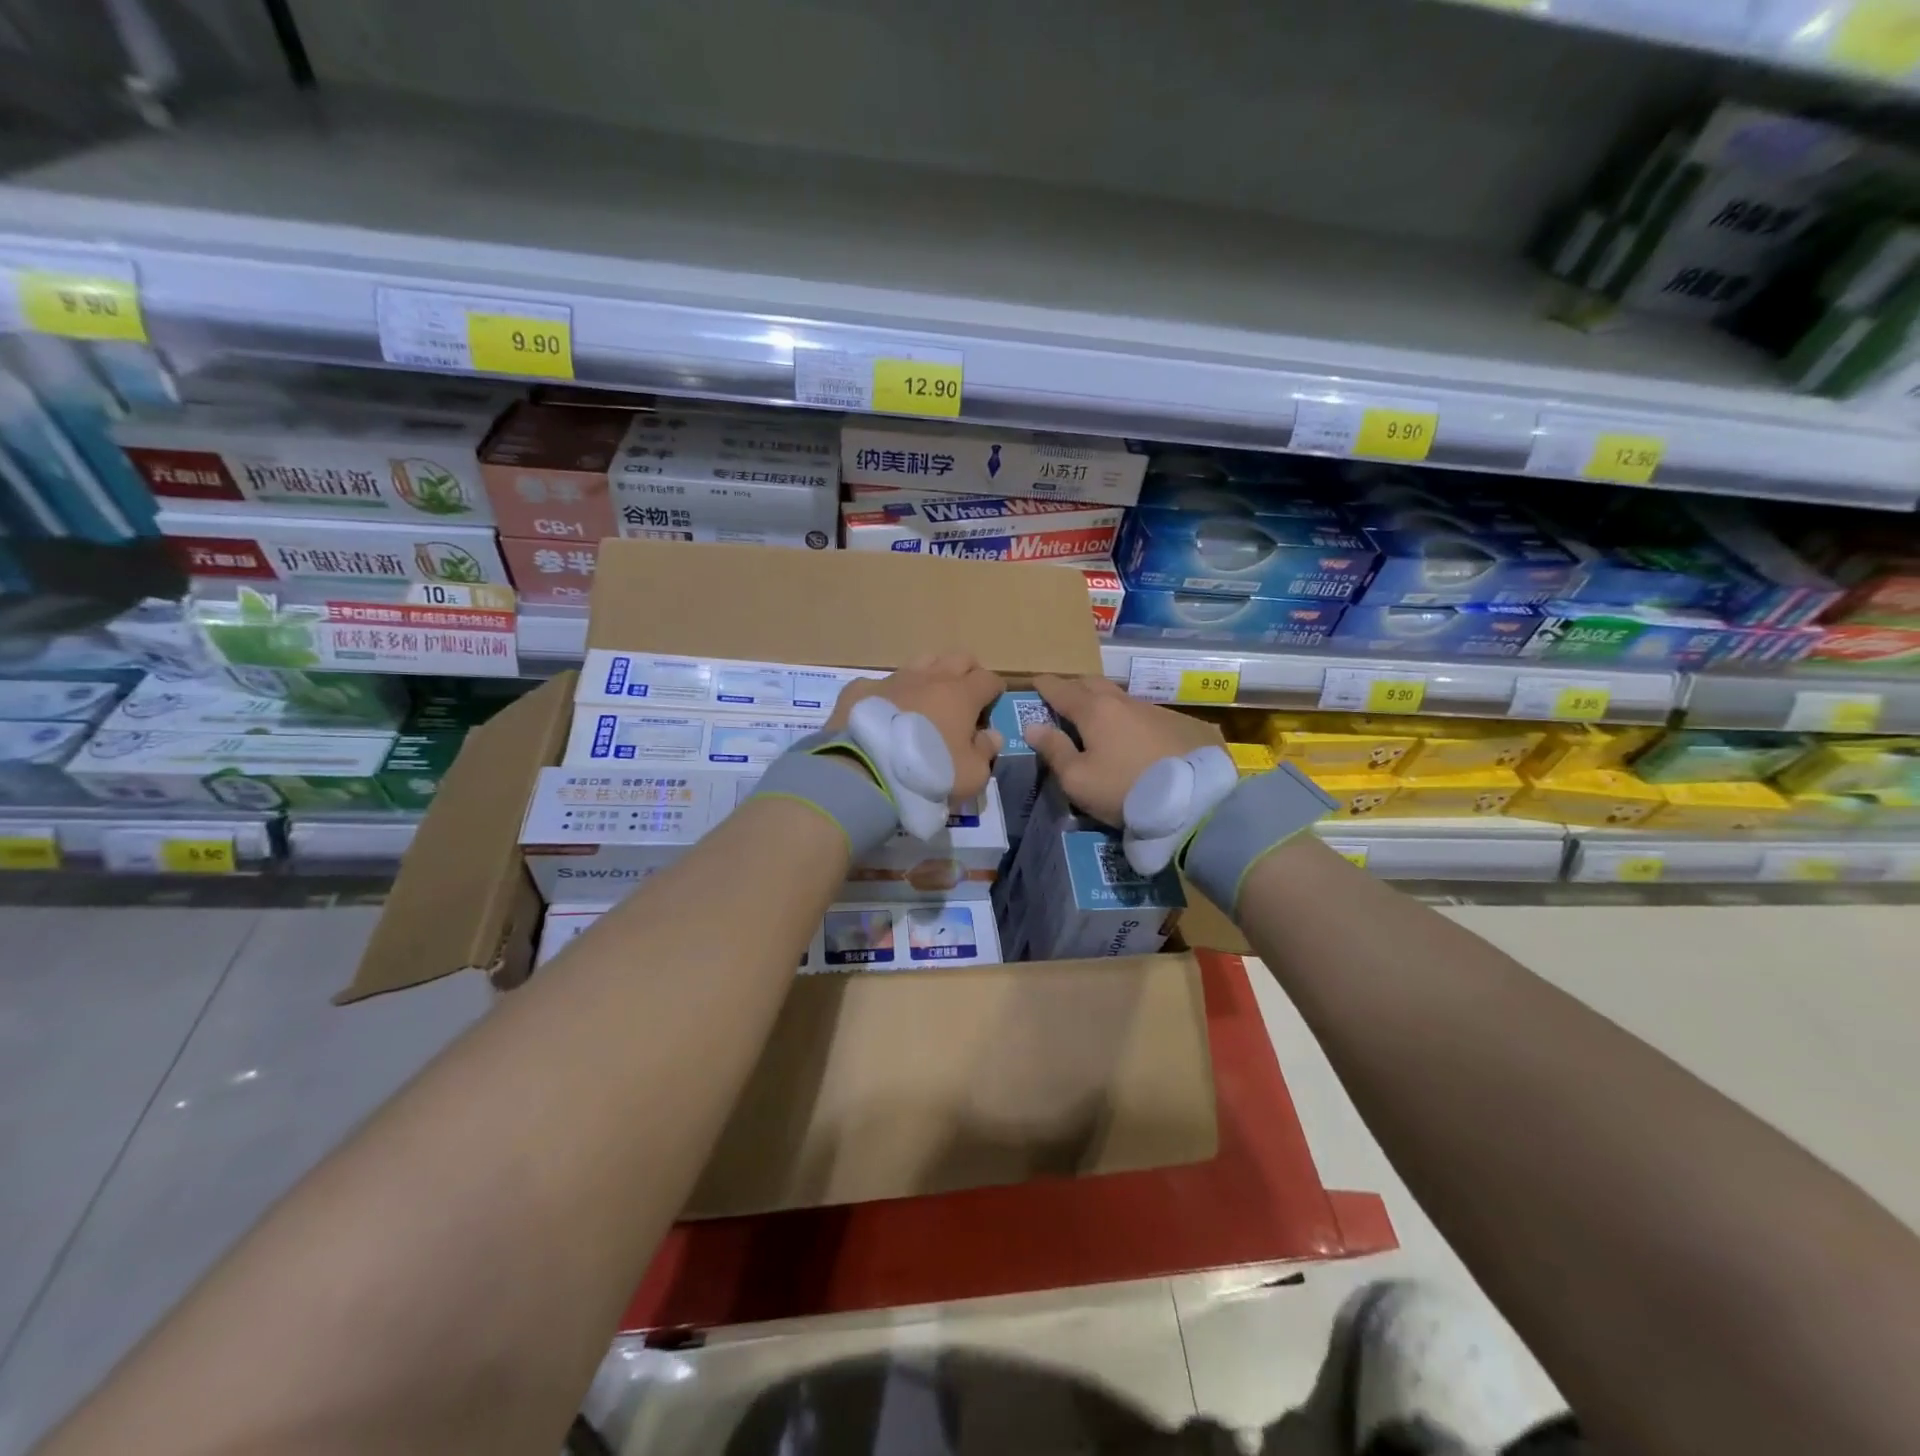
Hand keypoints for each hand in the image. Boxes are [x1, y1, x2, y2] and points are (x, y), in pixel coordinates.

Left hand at [827, 653, 1006, 802]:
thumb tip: (991, 735)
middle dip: (967, 673)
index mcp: (962, 694)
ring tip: (926, 700)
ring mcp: (893, 679)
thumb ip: (985, 751)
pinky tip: (884, 711)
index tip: (992, 705)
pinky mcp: (861, 689)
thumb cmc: (929, 773)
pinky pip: (880, 683)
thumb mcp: (971, 775)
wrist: (866, 772)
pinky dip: (888, 694)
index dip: (994, 691)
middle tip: (964, 697)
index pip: (988, 679)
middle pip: (958, 658)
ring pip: (921, 662)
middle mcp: (930, 678)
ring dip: (930, 675)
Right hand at [1027, 675, 1223, 825]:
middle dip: (1075, 687)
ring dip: (1108, 705)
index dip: (1045, 685)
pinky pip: (1151, 716)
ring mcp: (1159, 711)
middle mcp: (1125, 702)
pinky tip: (1140, 740)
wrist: (1195, 800)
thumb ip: (1054, 750)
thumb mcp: (1078, 779)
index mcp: (1094, 710)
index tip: (1035, 682)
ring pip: (1124, 700)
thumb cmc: (1124, 789)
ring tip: (1102, 722)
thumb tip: (1033, 726)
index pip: (1062, 689)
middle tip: (1065, 699)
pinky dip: (1137, 722)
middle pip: (1094, 684)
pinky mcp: (1185, 725)